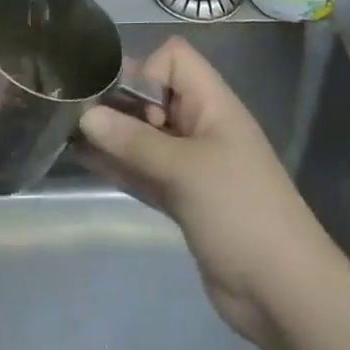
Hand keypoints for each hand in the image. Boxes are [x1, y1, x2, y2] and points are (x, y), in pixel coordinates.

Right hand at [79, 36, 336, 346]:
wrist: (282, 290)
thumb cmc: (239, 211)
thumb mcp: (185, 170)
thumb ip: (134, 142)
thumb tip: (86, 114)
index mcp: (213, 105)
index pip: (175, 59)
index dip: (145, 69)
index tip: (120, 100)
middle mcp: (202, 126)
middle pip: (155, 96)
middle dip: (119, 101)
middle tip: (77, 114)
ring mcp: (192, 164)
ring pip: (146, 136)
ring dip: (113, 134)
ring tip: (67, 131)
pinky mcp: (183, 198)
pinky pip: (145, 170)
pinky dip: (120, 164)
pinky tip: (84, 159)